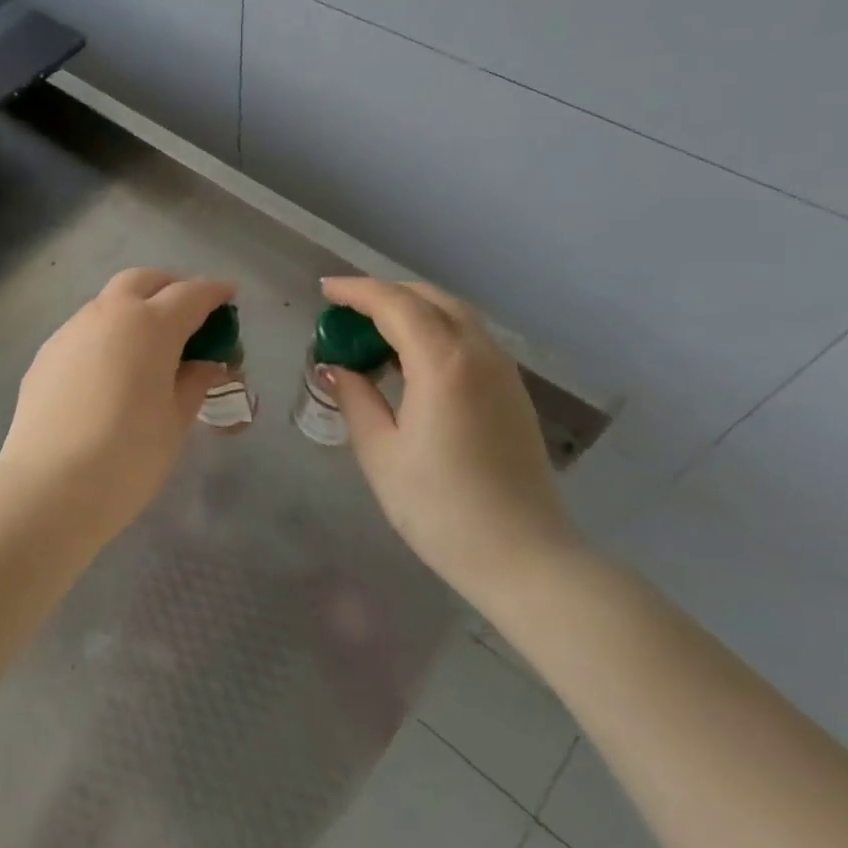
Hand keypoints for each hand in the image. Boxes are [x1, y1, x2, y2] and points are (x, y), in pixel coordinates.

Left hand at [0, 269, 234, 537]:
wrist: (48, 487)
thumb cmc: (128, 456)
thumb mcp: (175, 421)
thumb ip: (194, 382)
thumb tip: (207, 364)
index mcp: (149, 325)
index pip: (190, 294)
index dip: (215, 292)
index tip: (230, 295)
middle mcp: (108, 315)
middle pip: (143, 281)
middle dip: (170, 287)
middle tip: (188, 314)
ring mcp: (70, 332)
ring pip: (108, 302)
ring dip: (134, 310)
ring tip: (148, 347)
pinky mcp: (46, 355)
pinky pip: (84, 331)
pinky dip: (106, 336)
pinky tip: (110, 372)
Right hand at [321, 277, 577, 595]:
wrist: (522, 556)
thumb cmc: (440, 508)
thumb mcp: (381, 453)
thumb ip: (355, 398)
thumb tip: (336, 367)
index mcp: (444, 364)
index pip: (395, 304)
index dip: (356, 291)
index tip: (325, 291)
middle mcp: (479, 353)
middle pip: (430, 298)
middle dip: (385, 294)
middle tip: (345, 311)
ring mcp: (503, 371)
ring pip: (455, 315)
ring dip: (412, 310)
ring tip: (373, 332)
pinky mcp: (512, 391)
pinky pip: (469, 338)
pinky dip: (435, 330)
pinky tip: (411, 359)